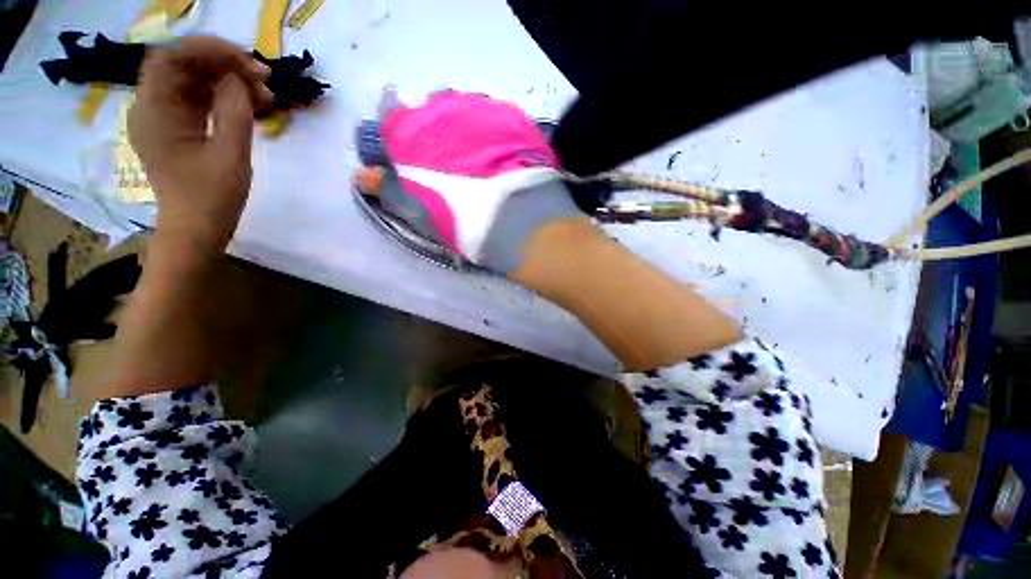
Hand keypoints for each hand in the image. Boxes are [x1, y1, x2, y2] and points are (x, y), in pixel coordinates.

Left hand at [129, 36, 272, 251]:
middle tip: (263, 79)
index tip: (248, 61)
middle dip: (224, 64)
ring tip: (264, 95)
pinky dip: (223, 96)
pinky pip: (198, 99)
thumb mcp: (230, 155)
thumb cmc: (211, 198)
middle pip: (183, 65)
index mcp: (154, 111)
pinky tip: (249, 104)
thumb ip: (234, 111)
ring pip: (193, 80)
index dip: (209, 49)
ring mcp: (162, 117)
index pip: (172, 57)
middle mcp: (150, 106)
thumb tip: (240, 78)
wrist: (196, 230)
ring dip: (228, 80)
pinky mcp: (175, 127)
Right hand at [354, 90, 582, 273]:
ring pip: (464, 108)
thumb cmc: (466, 223)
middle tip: (449, 161)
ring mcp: (484, 110)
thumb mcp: (423, 212)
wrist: (522, 225)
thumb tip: (363, 175)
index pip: (393, 113)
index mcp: (415, 131)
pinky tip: (499, 156)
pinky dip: (491, 131)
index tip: (412, 151)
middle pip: (432, 107)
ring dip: (464, 127)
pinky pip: (494, 116)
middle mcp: (446, 108)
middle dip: (435, 129)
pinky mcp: (516, 119)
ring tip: (476, 160)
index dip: (402, 132)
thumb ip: (391, 189)